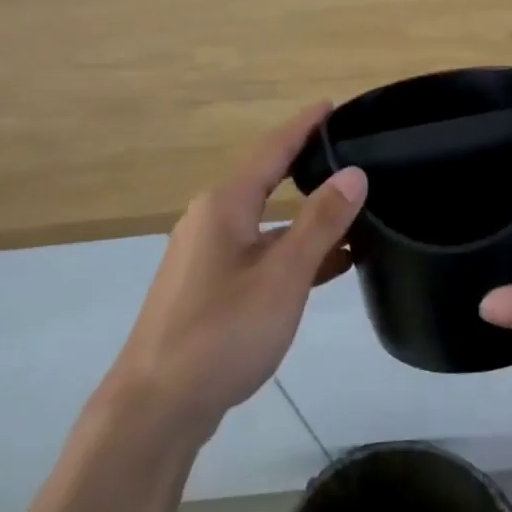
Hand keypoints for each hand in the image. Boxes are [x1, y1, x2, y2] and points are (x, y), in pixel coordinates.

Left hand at [109, 103, 366, 430]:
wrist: (157, 406)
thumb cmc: (222, 333)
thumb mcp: (283, 276)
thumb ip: (320, 223)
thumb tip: (354, 173)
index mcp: (224, 206)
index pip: (272, 150)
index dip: (303, 126)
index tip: (331, 104)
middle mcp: (211, 221)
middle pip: (268, 182)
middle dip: (308, 168)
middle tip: (352, 156)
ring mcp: (207, 256)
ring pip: (267, 224)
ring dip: (307, 220)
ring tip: (355, 214)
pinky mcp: (209, 289)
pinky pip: (260, 255)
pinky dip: (293, 254)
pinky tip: (328, 266)